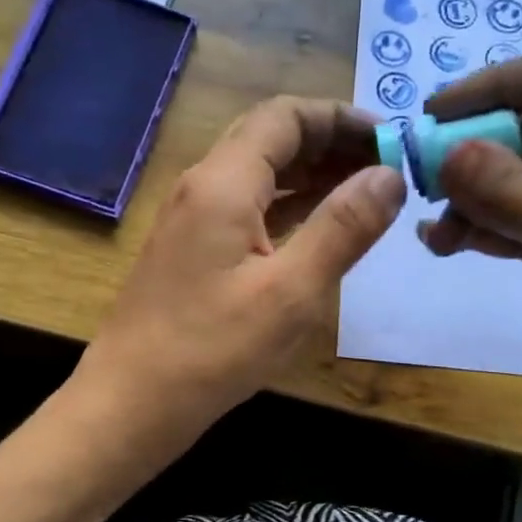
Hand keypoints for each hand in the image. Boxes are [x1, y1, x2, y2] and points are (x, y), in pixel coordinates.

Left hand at [83, 96, 404, 432]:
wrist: (129, 405)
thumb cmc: (211, 351)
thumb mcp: (291, 292)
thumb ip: (343, 228)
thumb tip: (389, 174)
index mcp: (223, 183)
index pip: (286, 116)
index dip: (342, 118)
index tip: (392, 141)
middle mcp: (203, 187)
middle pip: (271, 138)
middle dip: (330, 143)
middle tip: (386, 168)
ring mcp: (193, 220)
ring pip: (259, 175)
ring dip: (312, 175)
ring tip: (366, 194)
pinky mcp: (192, 251)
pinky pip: (248, 208)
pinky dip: (289, 207)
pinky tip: (322, 228)